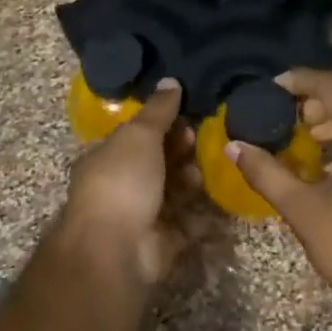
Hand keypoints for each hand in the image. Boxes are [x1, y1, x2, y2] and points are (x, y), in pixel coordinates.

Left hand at [59, 79, 189, 287]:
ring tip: (207, 171)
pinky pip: (188, 225)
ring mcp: (141, 216)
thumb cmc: (121, 182)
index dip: (161, 124)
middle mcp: (121, 186)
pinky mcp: (162, 243)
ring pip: (173, 193)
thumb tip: (170, 81)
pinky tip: (224, 204)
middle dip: (180, 151)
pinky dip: (205, 218)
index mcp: (106, 158)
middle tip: (201, 140)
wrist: (116, 249)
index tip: (188, 114)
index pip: (136, 135)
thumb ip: (157, 110)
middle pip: (157, 164)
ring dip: (192, 181)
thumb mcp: (138, 136)